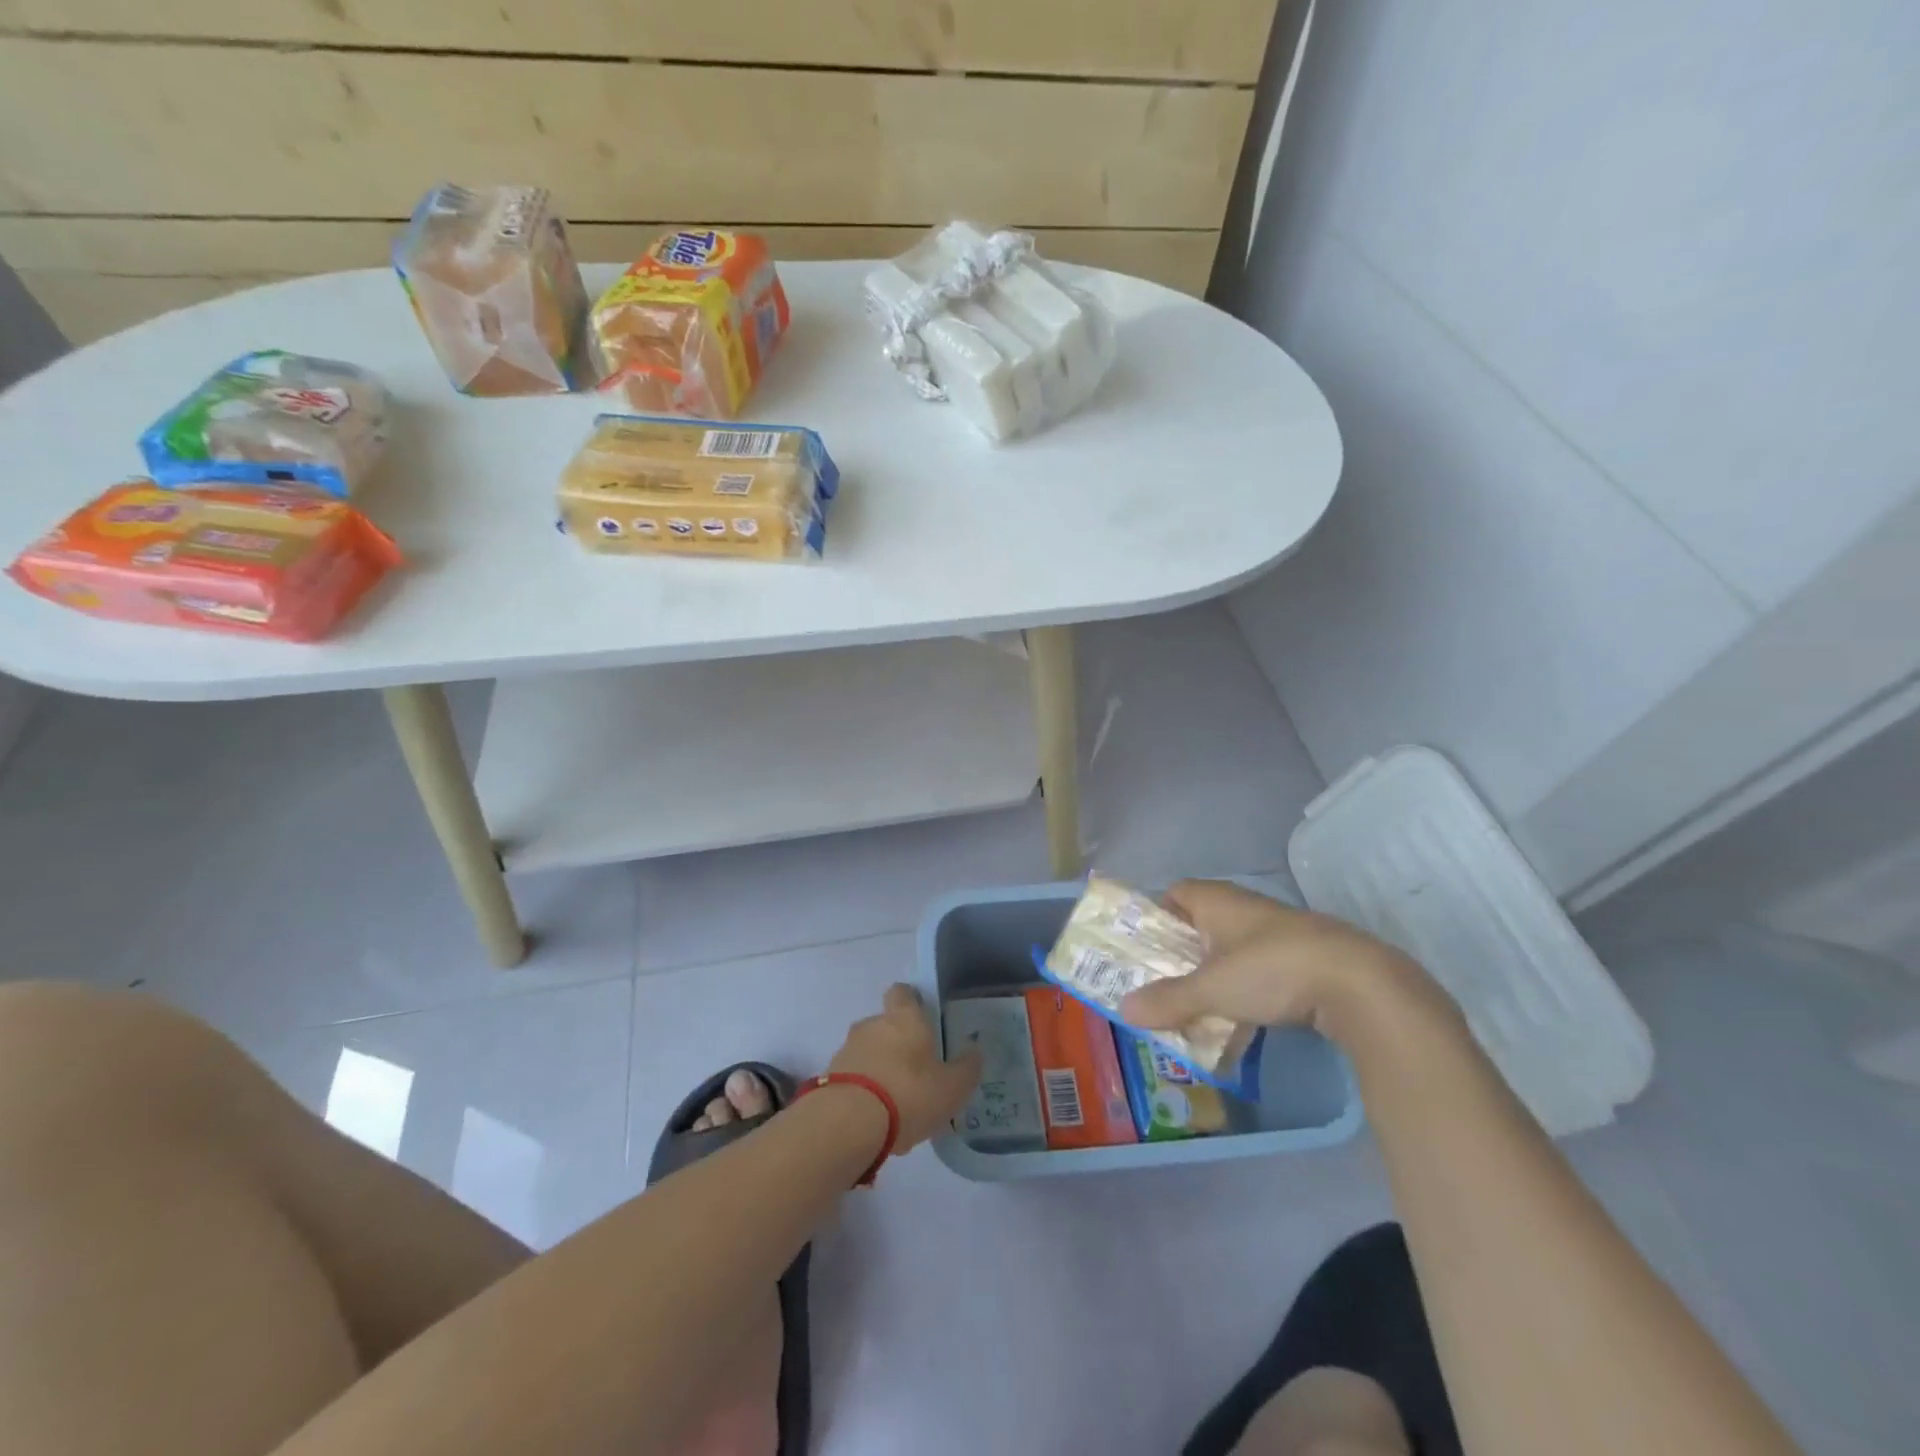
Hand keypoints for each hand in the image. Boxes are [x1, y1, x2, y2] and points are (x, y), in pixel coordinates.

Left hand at [827, 984, 981, 1150]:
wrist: (848, 1124)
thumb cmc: (909, 1094)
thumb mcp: (951, 1088)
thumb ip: (966, 1069)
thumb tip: (975, 1052)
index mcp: (904, 1017)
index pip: (903, 992)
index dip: (911, 1002)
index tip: (922, 1019)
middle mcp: (872, 1025)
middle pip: (885, 1024)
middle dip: (897, 1043)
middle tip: (915, 1070)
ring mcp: (847, 1050)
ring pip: (867, 1051)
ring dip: (878, 1067)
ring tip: (895, 1101)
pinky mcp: (829, 1077)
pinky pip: (852, 1076)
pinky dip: (862, 1089)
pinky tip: (875, 1117)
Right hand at [1117, 880, 1449, 1046]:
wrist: (1358, 983)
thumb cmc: (1271, 970)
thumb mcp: (1211, 989)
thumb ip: (1169, 999)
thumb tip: (1124, 1009)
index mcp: (1217, 901)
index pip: (1176, 892)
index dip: (1157, 914)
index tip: (1146, 946)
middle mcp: (1245, 906)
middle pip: (1202, 921)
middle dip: (1183, 950)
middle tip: (1164, 981)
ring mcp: (1278, 929)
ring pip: (1233, 945)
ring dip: (1215, 970)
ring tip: (1200, 1004)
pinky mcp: (1305, 954)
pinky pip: (1261, 964)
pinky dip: (1247, 983)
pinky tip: (1246, 1013)